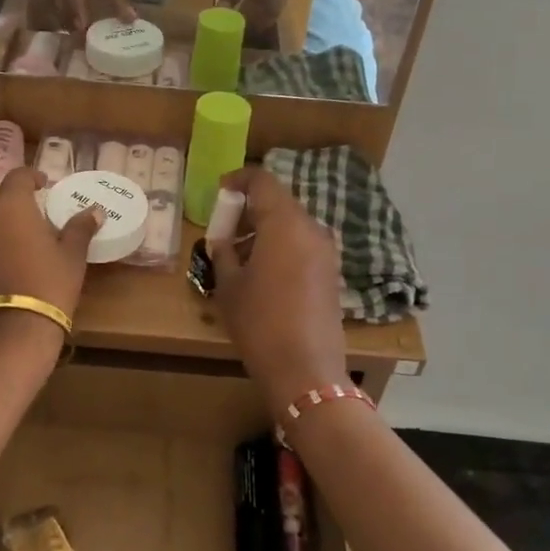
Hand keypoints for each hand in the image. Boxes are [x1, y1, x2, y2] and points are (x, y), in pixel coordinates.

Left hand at [0, 167, 100, 354]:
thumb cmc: (48, 283)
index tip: (44, 185)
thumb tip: (95, 210)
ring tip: (13, 228)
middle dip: (2, 190)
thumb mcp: (71, 256)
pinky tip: (1, 251)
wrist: (11, 327)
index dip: (31, 176)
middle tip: (24, 203)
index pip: (17, 175)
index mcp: (12, 204)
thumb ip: (80, 228)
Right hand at [210, 167, 349, 418]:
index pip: (262, 181)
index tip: (219, 192)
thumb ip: (223, 253)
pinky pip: (302, 245)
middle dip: (249, 209)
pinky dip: (281, 246)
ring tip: (238, 255)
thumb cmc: (260, 322)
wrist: (306, 370)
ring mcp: (325, 251)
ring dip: (264, 230)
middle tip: (224, 229)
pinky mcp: (331, 272)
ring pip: (291, 224)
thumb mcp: (229, 286)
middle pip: (278, 202)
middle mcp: (311, 228)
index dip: (238, 180)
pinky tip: (261, 273)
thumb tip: (222, 242)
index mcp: (284, 222)